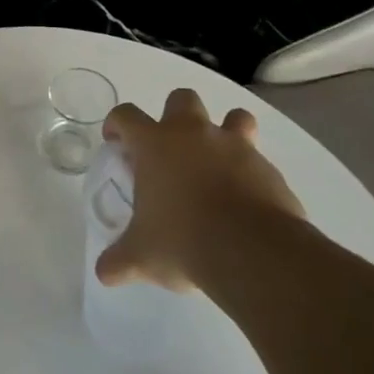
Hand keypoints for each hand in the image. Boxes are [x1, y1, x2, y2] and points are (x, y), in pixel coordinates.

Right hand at [97, 89, 307, 293]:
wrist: (253, 252)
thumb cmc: (183, 241)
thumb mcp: (142, 256)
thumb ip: (120, 260)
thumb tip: (104, 273)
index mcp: (155, 144)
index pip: (125, 115)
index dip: (117, 124)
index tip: (116, 141)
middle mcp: (193, 134)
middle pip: (181, 99)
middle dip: (174, 115)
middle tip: (170, 150)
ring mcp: (235, 147)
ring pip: (234, 116)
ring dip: (226, 131)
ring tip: (219, 163)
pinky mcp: (268, 169)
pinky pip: (258, 159)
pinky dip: (250, 172)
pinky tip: (245, 200)